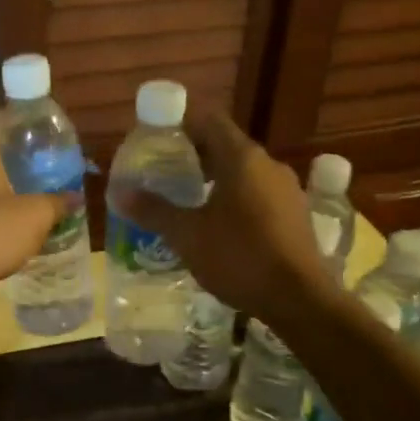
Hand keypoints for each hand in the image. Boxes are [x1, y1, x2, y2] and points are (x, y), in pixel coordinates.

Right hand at [113, 109, 324, 324]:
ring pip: (243, 171)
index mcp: (242, 158)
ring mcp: (287, 189)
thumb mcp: (186, 235)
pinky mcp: (295, 214)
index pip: (209, 120)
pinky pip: (259, 193)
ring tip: (186, 200)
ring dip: (215, 178)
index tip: (157, 139)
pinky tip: (218, 224)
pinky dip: (235, 198)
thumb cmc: (239, 257)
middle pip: (226, 145)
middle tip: (163, 173)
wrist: (300, 300)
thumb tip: (119, 193)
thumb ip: (153, 210)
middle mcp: (268, 164)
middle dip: (194, 155)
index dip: (182, 124)